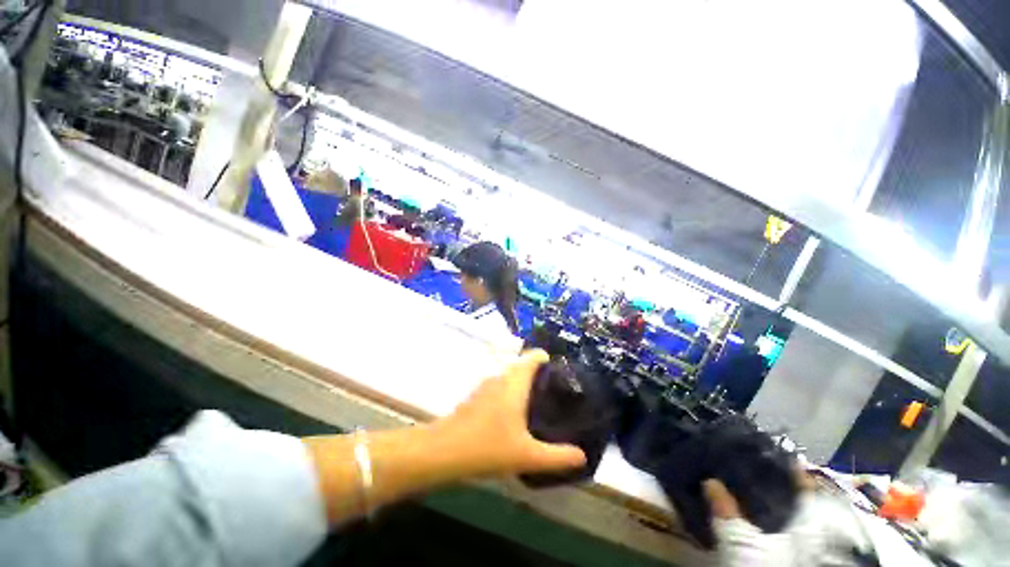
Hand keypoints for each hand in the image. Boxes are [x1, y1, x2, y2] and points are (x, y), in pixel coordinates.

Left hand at [434, 349, 586, 477]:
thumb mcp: (528, 455)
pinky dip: (511, 390)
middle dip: (539, 372)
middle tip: (556, 388)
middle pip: (522, 365)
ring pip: (510, 375)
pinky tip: (516, 411)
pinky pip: (500, 385)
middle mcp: (501, 377)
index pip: (532, 357)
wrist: (444, 450)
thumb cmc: (488, 446)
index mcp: (515, 383)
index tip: (561, 369)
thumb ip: (558, 456)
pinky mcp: (477, 396)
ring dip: (524, 381)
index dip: (546, 358)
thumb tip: (583, 456)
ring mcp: (486, 385)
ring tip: (540, 398)